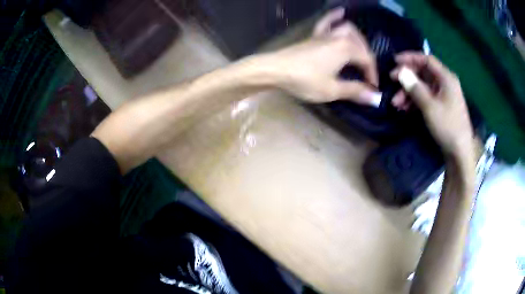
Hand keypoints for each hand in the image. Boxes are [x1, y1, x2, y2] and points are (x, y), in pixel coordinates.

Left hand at [263, 8, 380, 104]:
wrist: (275, 70)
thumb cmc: (304, 80)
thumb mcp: (332, 89)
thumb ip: (355, 91)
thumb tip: (375, 98)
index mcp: (346, 49)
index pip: (367, 60)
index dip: (372, 75)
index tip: (372, 89)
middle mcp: (338, 37)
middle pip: (361, 44)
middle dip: (368, 59)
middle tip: (367, 75)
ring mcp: (325, 34)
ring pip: (347, 30)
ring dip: (358, 39)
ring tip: (362, 50)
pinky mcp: (313, 35)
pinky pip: (326, 22)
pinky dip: (334, 17)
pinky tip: (340, 11)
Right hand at [391, 52, 474, 156]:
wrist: (459, 152)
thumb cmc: (448, 127)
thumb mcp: (430, 107)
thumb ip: (415, 87)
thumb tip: (401, 71)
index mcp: (446, 78)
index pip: (427, 60)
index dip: (410, 58)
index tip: (394, 61)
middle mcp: (445, 83)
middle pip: (423, 73)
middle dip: (407, 78)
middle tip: (392, 81)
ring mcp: (443, 95)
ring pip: (422, 86)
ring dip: (408, 92)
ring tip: (396, 103)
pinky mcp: (440, 106)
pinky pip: (425, 97)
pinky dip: (414, 101)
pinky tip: (404, 108)